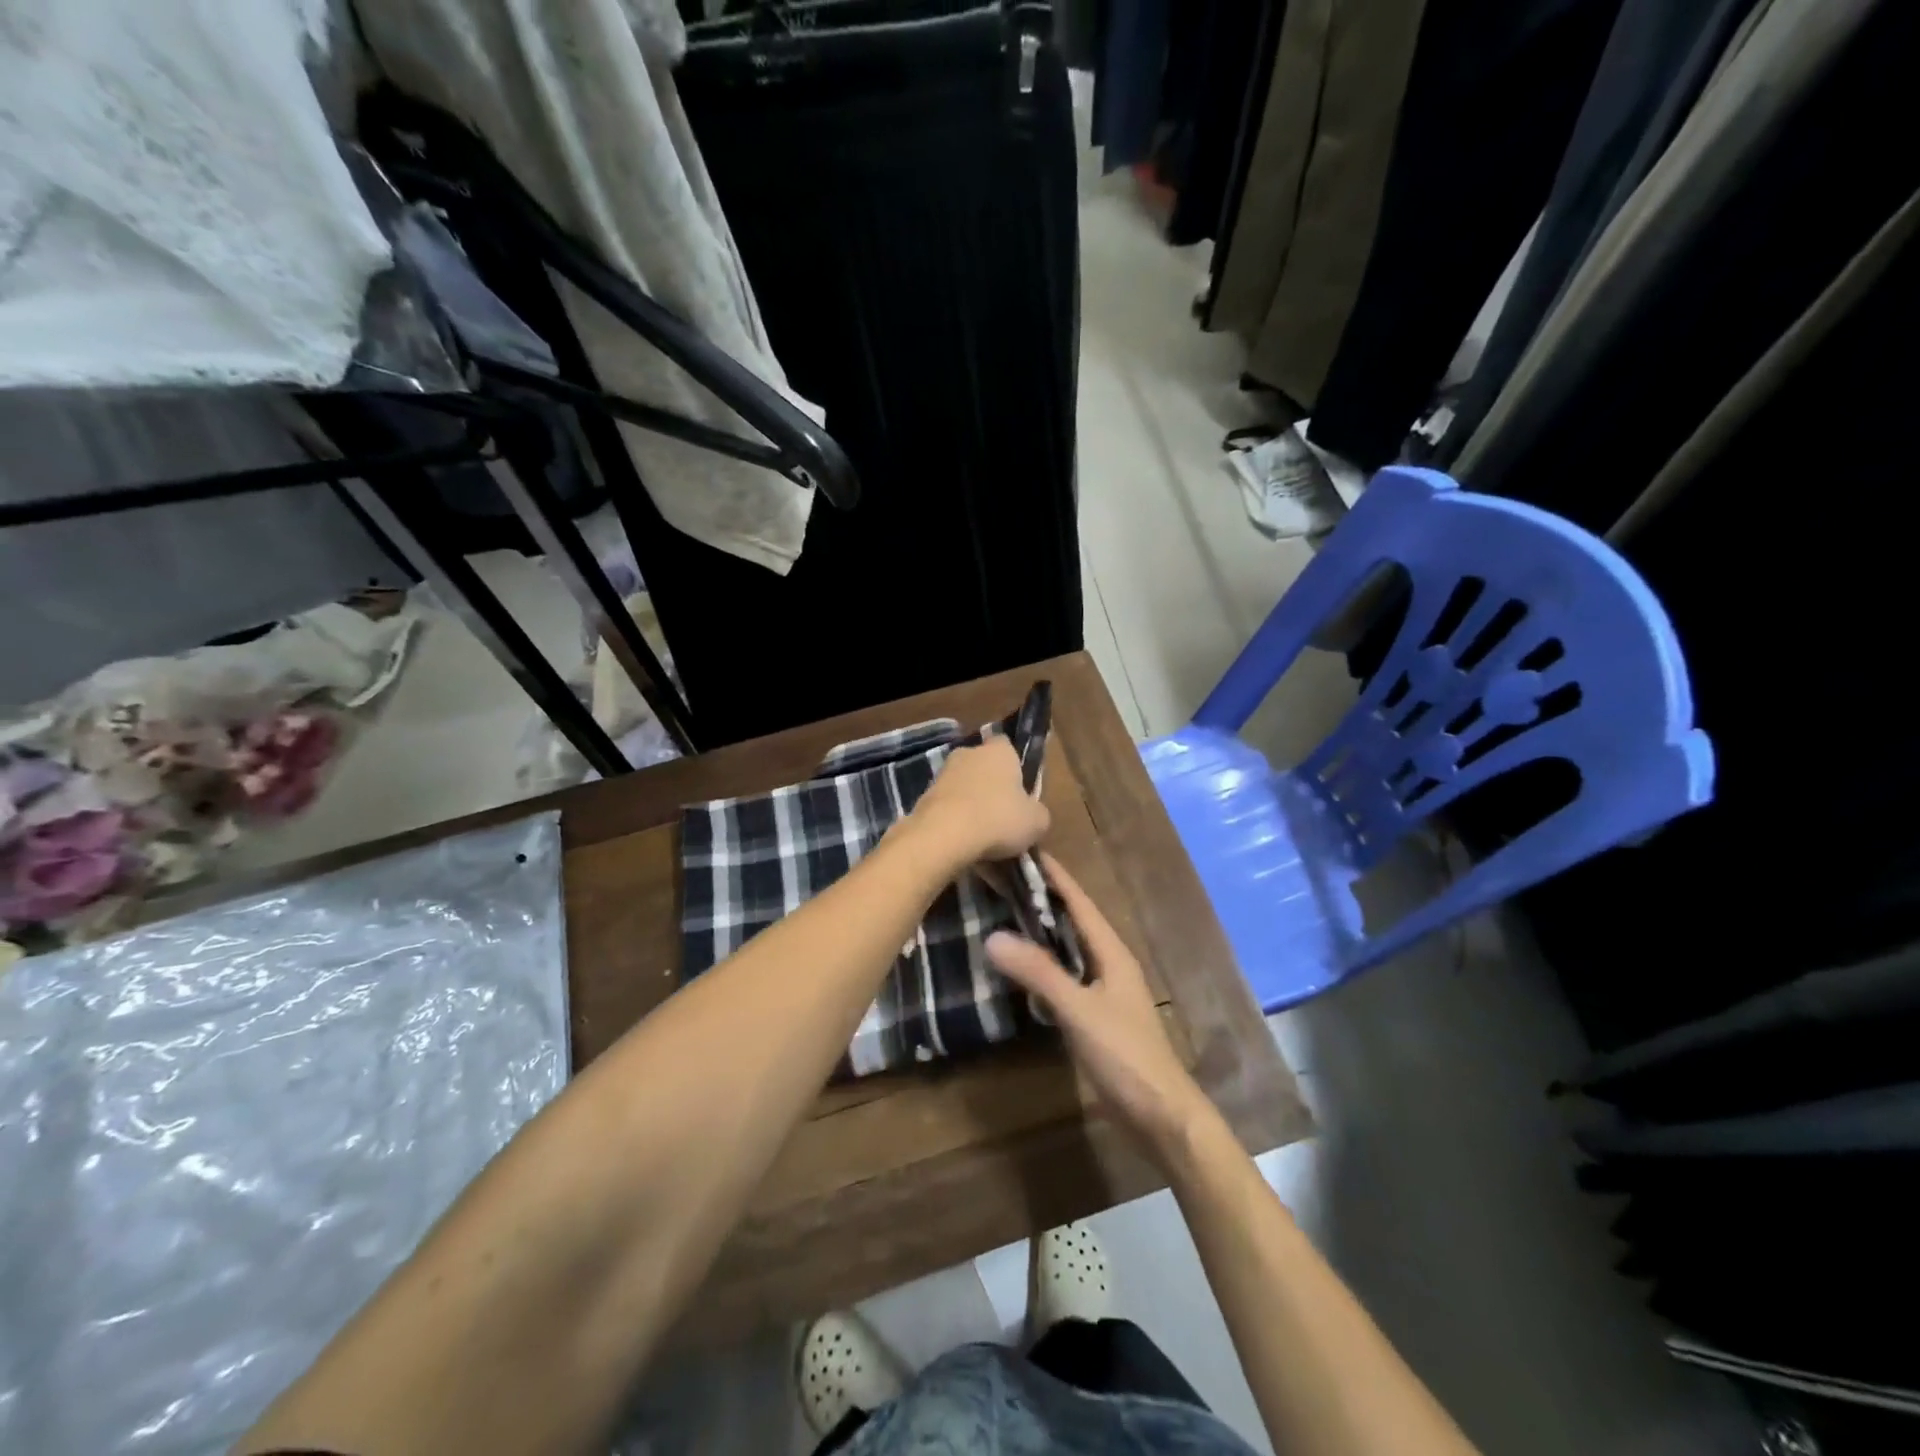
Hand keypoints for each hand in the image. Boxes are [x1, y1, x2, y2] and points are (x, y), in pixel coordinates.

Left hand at [906, 737, 1050, 864]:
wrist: (944, 835)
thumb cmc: (999, 819)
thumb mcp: (1037, 821)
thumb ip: (1037, 813)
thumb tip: (1032, 815)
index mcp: (998, 750)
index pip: (1007, 746)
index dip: (1014, 767)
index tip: (1019, 791)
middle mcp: (968, 754)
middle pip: (983, 769)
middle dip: (991, 789)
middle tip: (1003, 819)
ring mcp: (942, 775)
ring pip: (963, 791)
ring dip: (971, 809)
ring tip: (983, 842)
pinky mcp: (923, 798)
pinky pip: (947, 810)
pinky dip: (955, 825)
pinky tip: (964, 848)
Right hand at [987, 855, 1213, 1161]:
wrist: (1161, 1115)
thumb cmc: (1125, 1056)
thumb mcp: (1079, 1011)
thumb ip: (1039, 974)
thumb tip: (993, 935)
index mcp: (1113, 953)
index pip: (1079, 902)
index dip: (1054, 876)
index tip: (1025, 848)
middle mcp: (1111, 963)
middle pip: (1074, 920)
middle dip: (1043, 897)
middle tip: (1004, 876)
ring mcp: (1106, 990)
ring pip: (1070, 948)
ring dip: (1043, 929)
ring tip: (1006, 911)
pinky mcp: (1098, 1014)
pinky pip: (1067, 974)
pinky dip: (1044, 962)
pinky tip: (1022, 967)